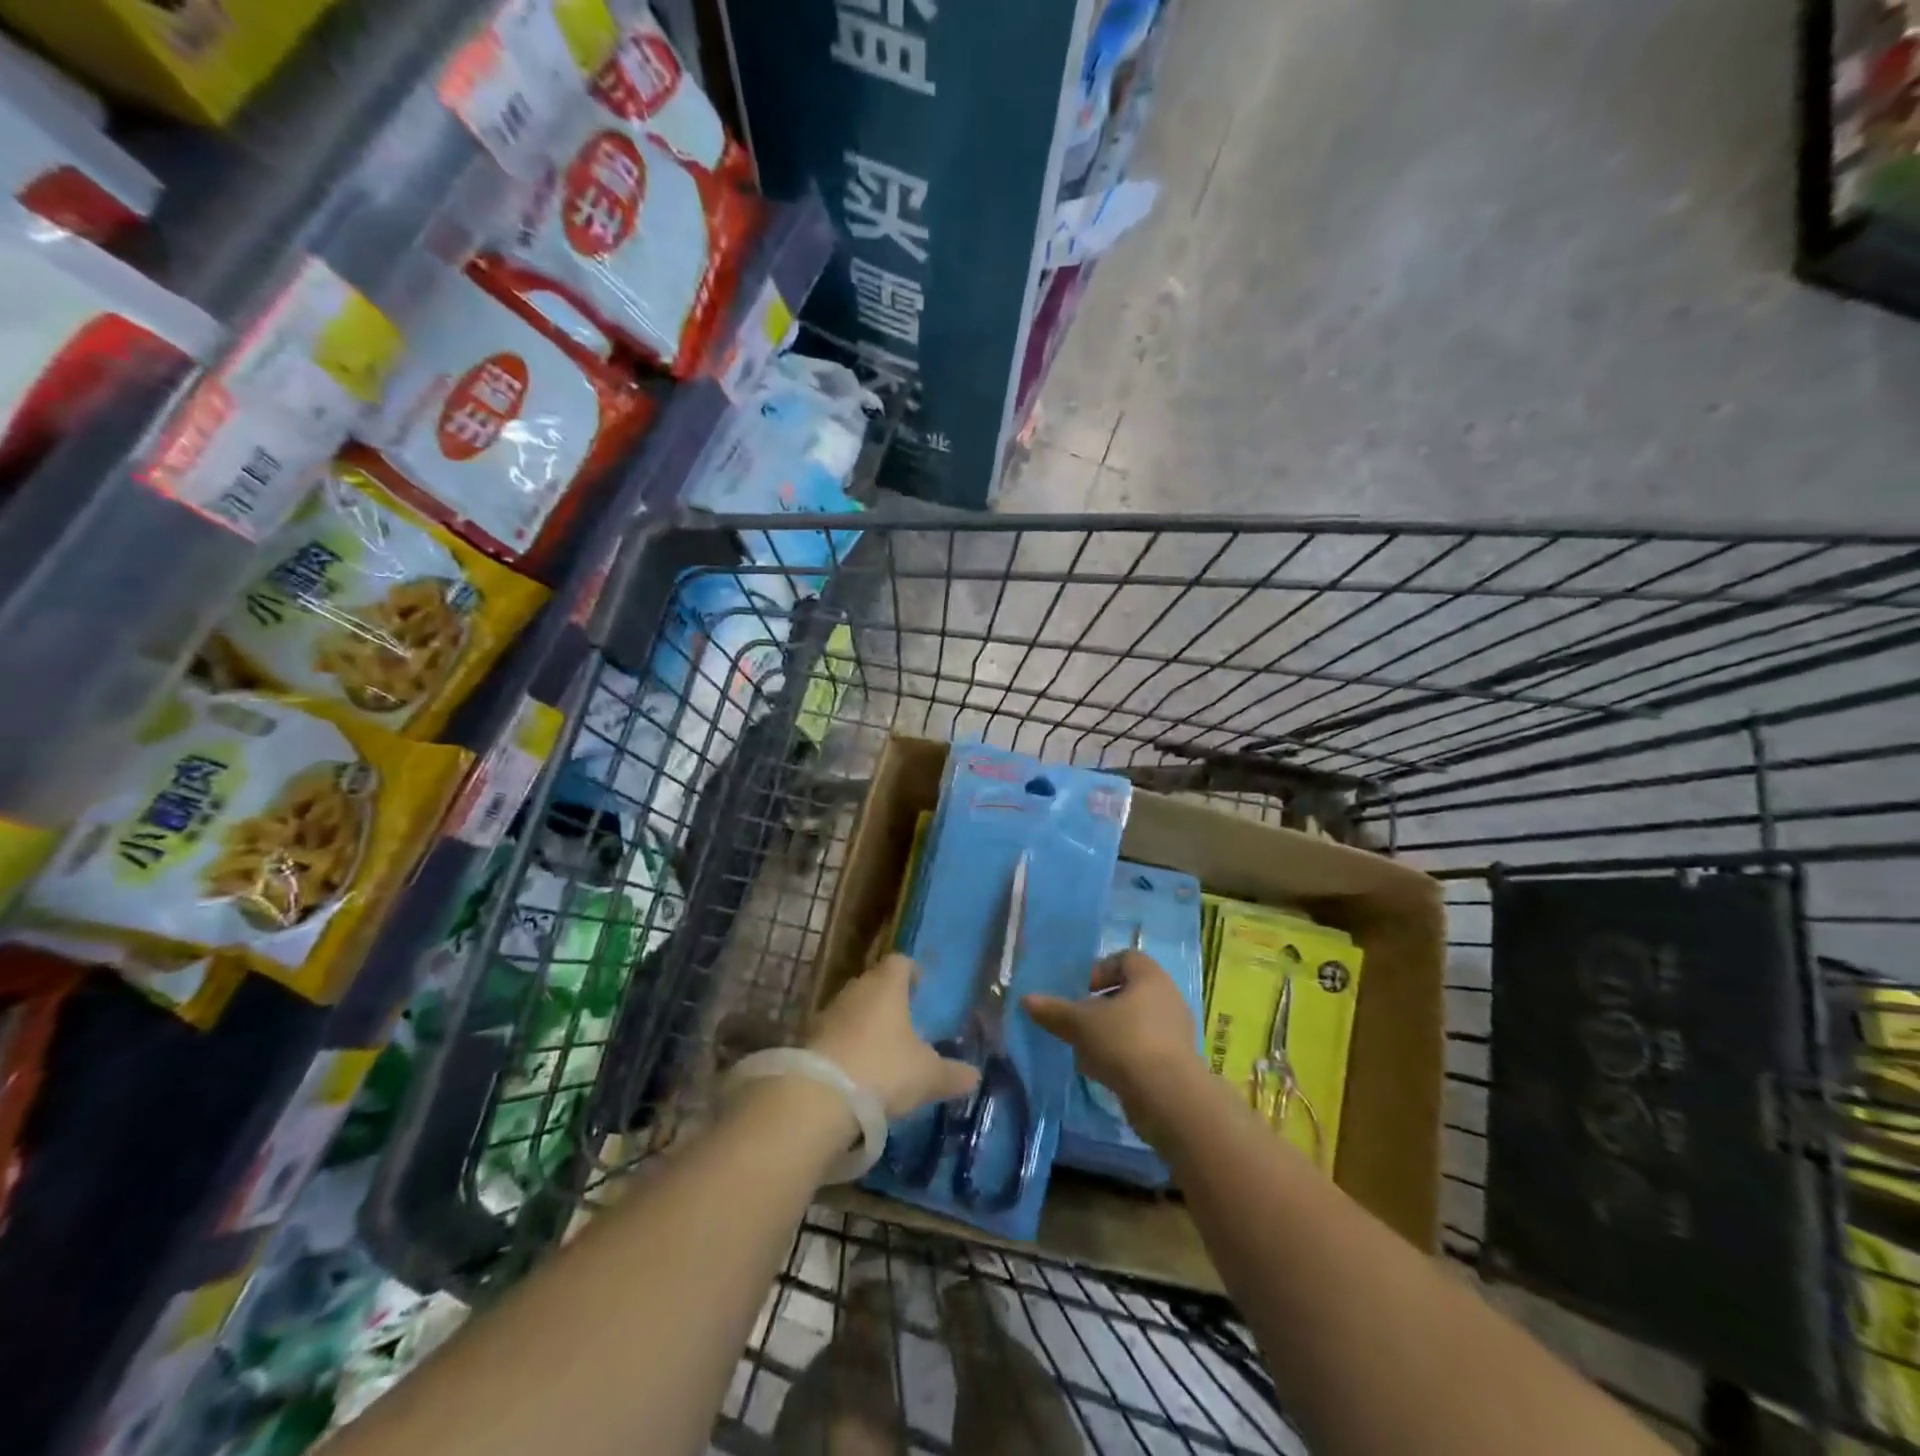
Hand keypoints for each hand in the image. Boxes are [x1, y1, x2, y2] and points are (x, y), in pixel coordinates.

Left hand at [809, 954, 980, 1118]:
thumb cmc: (883, 1069)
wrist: (818, 1097)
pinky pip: (834, 1034)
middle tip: (904, 1018)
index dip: (911, 970)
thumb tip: (975, 1076)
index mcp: (886, 986)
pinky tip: (856, 1069)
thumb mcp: (927, 1075)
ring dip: (865, 1023)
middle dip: (888, 998)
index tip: (920, 984)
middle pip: (874, 983)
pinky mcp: (808, 1040)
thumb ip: (952, 1074)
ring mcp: (828, 1013)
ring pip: (852, 1009)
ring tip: (882, 1047)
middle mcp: (856, 990)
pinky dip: (846, 1045)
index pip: (899, 962)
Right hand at [1023, 951, 1201, 1114]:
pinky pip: (1143, 1049)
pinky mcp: (1176, 1063)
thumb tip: (1026, 1000)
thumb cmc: (1124, 1042)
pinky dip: (1122, 1057)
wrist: (1169, 1098)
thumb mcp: (1081, 1023)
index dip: (1100, 970)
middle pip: (1128, 993)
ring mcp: (1175, 1032)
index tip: (1080, 992)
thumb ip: (1054, 1010)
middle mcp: (1167, 998)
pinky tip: (1102, 1073)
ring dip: (1108, 1034)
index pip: (1125, 958)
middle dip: (1099, 1008)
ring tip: (1085, 1052)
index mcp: (1150, 977)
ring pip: (1133, 1024)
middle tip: (1078, 1022)